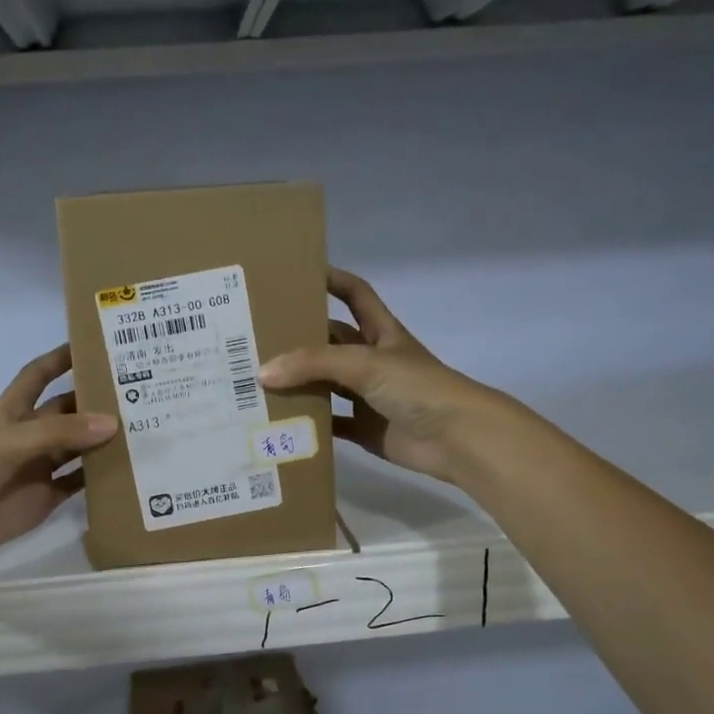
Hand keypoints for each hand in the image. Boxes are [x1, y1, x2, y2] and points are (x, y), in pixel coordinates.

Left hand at [0, 345, 117, 565]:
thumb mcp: (10, 441)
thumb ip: (60, 432)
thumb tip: (113, 423)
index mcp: (12, 411)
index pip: (39, 375)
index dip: (61, 359)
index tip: (94, 345)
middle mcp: (29, 435)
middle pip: (68, 411)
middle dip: (95, 401)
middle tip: (139, 392)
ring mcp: (39, 467)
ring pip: (79, 447)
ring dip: (104, 439)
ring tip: (144, 428)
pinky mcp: (46, 497)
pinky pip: (79, 483)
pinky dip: (100, 477)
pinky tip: (129, 469)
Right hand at [258, 267, 509, 485]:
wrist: (457, 438)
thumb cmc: (417, 387)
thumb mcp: (364, 364)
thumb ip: (313, 364)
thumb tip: (262, 372)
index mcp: (382, 333)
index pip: (355, 295)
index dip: (332, 281)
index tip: (297, 275)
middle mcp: (373, 361)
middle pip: (331, 343)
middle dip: (300, 339)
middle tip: (257, 337)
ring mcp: (369, 396)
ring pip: (326, 385)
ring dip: (299, 383)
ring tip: (256, 380)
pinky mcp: (365, 429)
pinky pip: (331, 424)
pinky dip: (309, 424)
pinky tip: (278, 422)